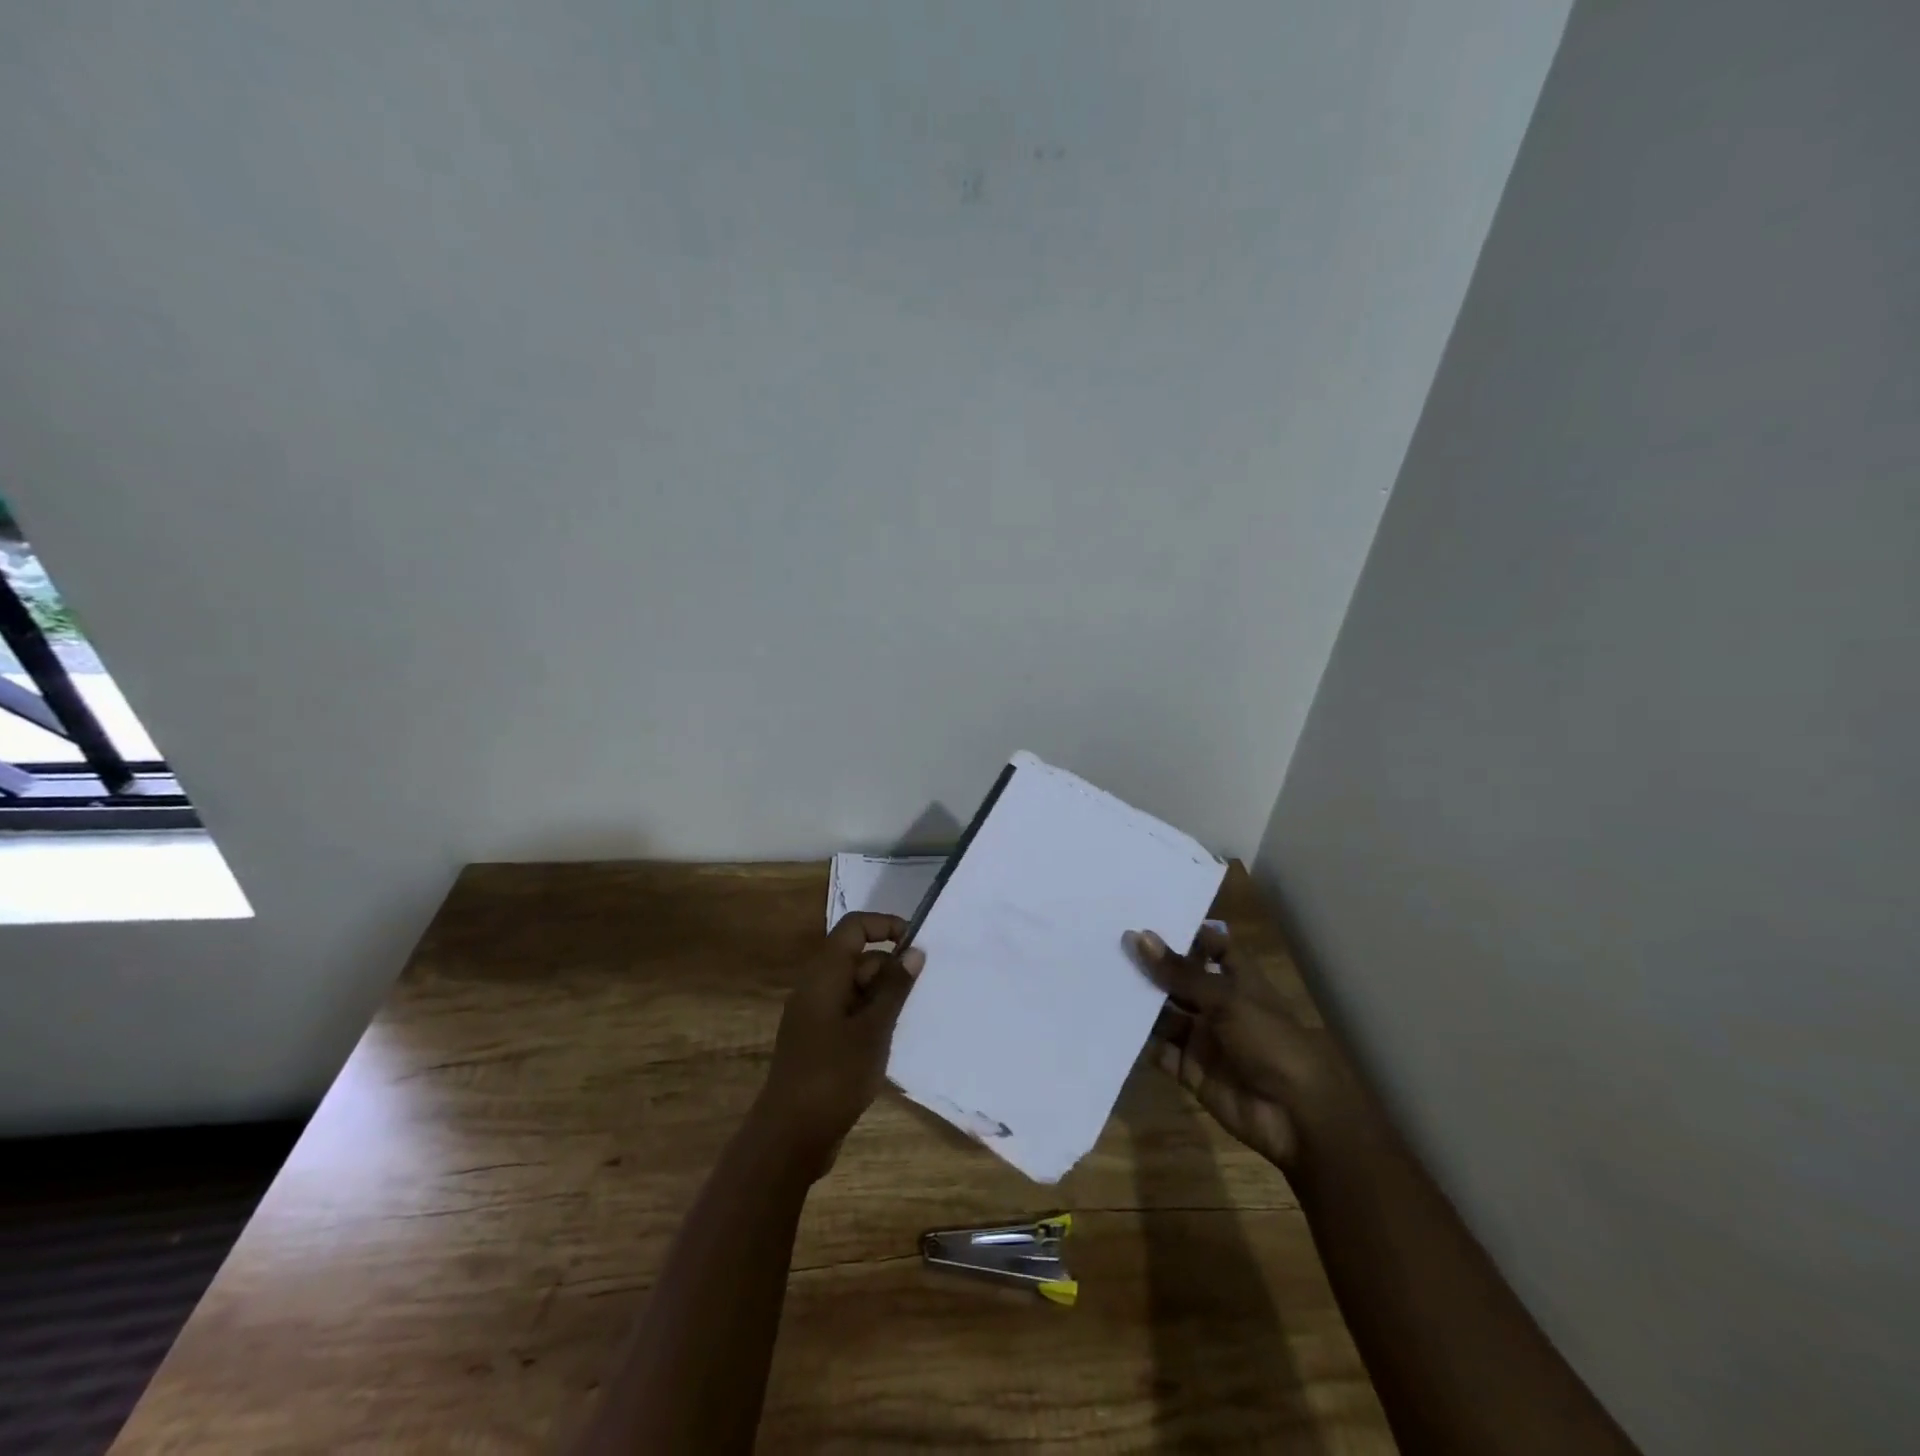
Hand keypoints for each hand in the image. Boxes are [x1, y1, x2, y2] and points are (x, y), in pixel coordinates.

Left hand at [756, 912, 923, 1178]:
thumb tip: (913, 950)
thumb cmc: (833, 1075)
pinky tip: (891, 1039)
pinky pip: (849, 1011)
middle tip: (920, 994)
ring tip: (910, 1019)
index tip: (916, 945)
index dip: (886, 926)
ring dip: (883, 996)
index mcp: (824, 974)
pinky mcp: (818, 1039)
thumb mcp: (873, 1030)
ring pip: (855, 987)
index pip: (854, 927)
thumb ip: (894, 988)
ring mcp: (815, 1014)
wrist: (790, 1136)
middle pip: (857, 957)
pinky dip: (871, 1017)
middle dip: (890, 968)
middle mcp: (816, 986)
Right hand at [1127, 924, 1366, 1171]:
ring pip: (1165, 1014)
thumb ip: (1180, 972)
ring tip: (1099, 977)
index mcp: (1238, 980)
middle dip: (1151, 966)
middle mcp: (1218, 1005)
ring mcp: (1203, 1038)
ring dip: (1139, 1001)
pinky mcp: (1190, 1069)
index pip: (1211, 947)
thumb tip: (1139, 937)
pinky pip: (1159, 1049)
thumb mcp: (1225, 999)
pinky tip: (1109, 1020)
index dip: (1185, 933)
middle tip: (1107, 943)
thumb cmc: (1270, 1042)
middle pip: (1180, 980)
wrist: (1296, 1116)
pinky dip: (1138, 1039)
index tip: (1145, 915)